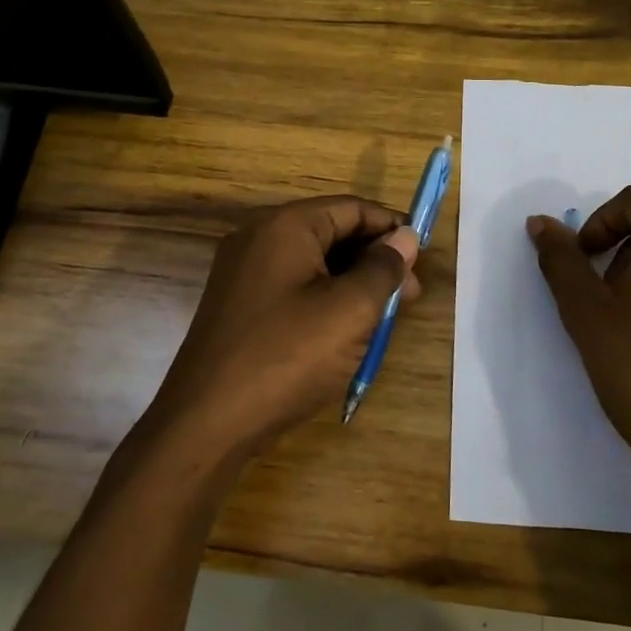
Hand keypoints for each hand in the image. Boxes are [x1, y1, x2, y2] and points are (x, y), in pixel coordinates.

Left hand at [151, 196, 419, 456]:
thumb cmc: (287, 356)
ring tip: (382, 320)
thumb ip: (383, 267)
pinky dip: (325, 300)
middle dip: (375, 260)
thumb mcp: (350, 310)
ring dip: (353, 283)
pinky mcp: (239, 305)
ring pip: (314, 264)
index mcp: (284, 225)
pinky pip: (293, 287)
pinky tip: (346, 332)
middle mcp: (258, 237)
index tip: (422, 260)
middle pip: (332, 232)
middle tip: (409, 298)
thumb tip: (405, 237)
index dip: (392, 229)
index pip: (352, 208)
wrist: (207, 422)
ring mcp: (243, 272)